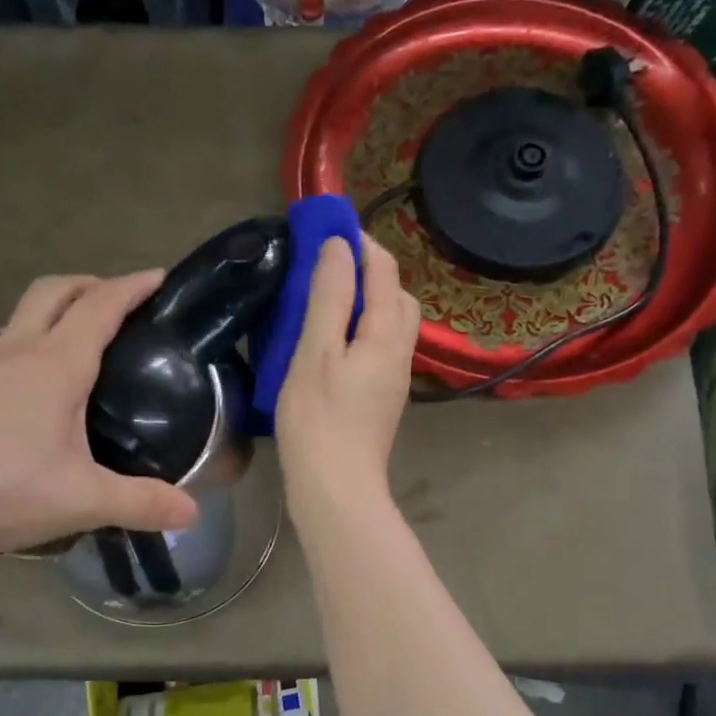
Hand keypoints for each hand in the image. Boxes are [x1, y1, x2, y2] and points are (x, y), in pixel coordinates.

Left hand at [0, 271, 198, 562]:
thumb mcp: (80, 500)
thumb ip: (141, 504)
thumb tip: (193, 516)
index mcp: (54, 364)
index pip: (101, 305)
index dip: (134, 285)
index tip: (161, 277)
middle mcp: (16, 352)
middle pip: (54, 291)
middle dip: (91, 285)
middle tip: (122, 305)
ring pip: (21, 316)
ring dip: (54, 311)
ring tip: (80, 341)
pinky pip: (0, 348)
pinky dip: (27, 343)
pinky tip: (32, 388)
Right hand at [276, 237, 420, 511]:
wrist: (336, 489)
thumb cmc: (318, 419)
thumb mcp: (315, 352)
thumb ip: (329, 296)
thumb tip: (339, 246)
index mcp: (386, 335)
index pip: (383, 271)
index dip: (360, 243)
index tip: (328, 226)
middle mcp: (400, 351)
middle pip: (396, 296)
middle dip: (370, 269)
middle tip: (328, 263)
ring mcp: (393, 378)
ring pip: (391, 323)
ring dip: (367, 300)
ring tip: (327, 297)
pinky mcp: (381, 398)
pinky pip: (379, 346)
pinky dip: (362, 327)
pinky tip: (332, 339)